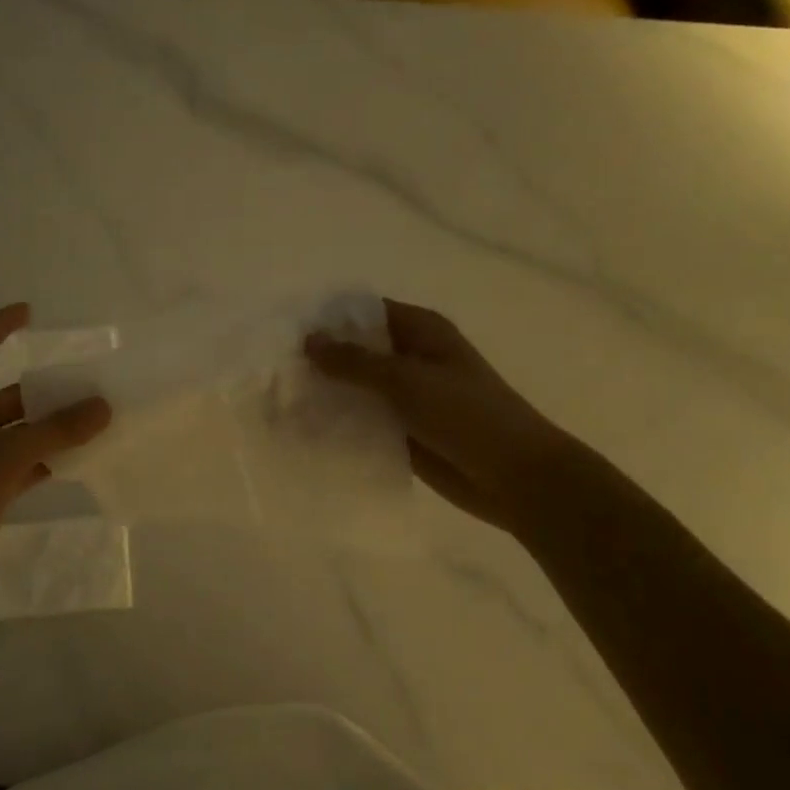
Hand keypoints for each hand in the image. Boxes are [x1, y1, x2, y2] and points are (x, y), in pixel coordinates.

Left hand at [0, 303, 110, 572]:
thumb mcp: (9, 454)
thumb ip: (58, 429)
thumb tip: (104, 405)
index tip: (29, 313)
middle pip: (6, 391)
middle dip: (44, 386)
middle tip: (85, 380)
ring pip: (15, 428)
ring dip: (49, 425)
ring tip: (92, 418)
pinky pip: (18, 460)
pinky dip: (44, 457)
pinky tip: (77, 459)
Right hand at [306, 299, 571, 531]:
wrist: (515, 477)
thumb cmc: (466, 415)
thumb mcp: (407, 380)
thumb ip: (355, 362)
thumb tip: (309, 341)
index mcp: (421, 331)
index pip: (365, 312)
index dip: (329, 318)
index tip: (286, 330)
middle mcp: (411, 358)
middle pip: (357, 350)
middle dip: (321, 358)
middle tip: (274, 369)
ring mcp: (407, 397)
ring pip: (357, 388)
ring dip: (327, 393)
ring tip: (280, 399)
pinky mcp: (402, 431)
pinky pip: (364, 421)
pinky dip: (340, 423)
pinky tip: (304, 430)